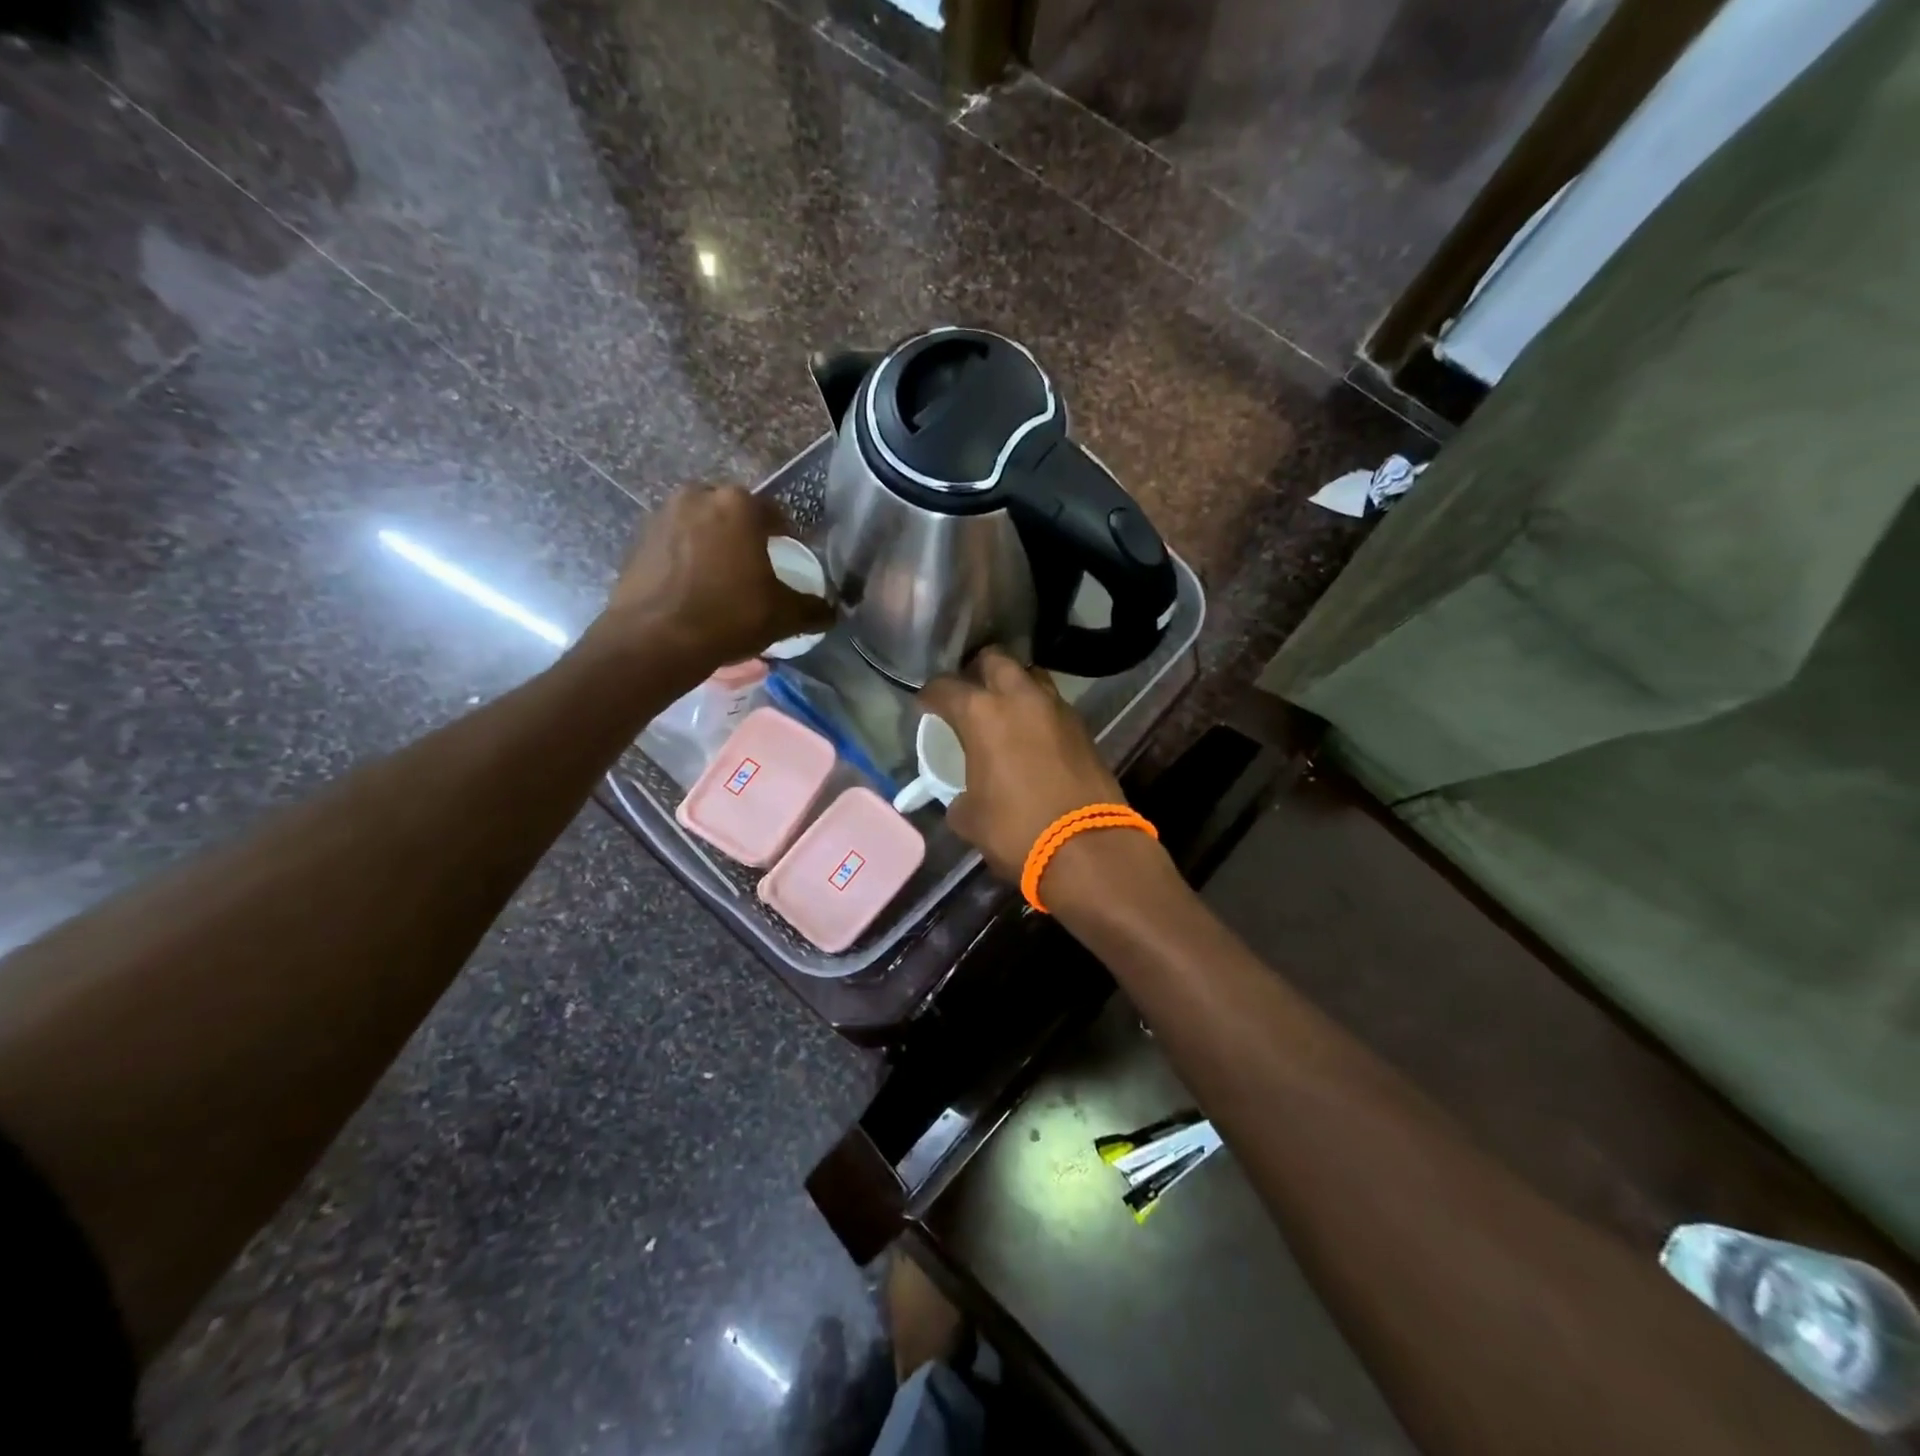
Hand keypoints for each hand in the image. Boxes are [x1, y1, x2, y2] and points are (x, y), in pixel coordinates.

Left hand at [596, 486, 833, 671]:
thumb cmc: (729, 616)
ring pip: (701, 526)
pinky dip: (686, 559)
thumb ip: (813, 609)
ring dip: (714, 545)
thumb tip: (832, 612)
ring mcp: (662, 515)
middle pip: (733, 514)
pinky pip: (674, 544)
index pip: (775, 514)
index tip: (789, 560)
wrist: (654, 640)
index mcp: (738, 505)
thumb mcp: (783, 616)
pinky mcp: (638, 540)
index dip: (787, 537)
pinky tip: (693, 589)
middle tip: (755, 569)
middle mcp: (698, 496)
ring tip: (722, 580)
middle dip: (746, 536)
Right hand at [919, 648, 1128, 882]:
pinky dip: (1039, 712)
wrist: (1087, 848)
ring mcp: (1057, 708)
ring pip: (1031, 675)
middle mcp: (1020, 698)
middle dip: (977, 671)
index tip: (925, 707)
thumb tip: (963, 796)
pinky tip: (1032, 737)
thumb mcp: (970, 818)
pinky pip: (1053, 705)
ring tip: (1004, 711)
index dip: (929, 695)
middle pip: (995, 659)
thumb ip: (959, 796)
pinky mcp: (1083, 727)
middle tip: (969, 695)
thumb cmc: (1016, 830)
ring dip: (1014, 686)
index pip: (945, 687)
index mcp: (982, 713)